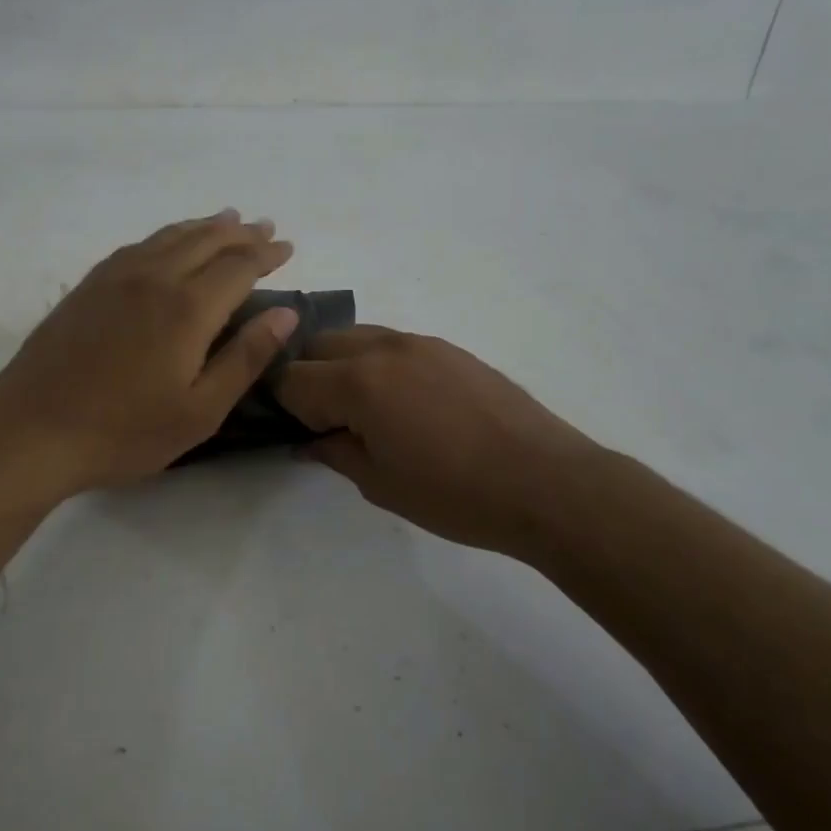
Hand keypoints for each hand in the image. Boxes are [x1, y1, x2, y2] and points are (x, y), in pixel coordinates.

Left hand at [0, 211, 300, 495]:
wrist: (32, 430)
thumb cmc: (124, 431)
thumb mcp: (200, 410)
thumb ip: (245, 357)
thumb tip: (285, 312)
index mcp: (188, 308)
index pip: (239, 267)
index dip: (266, 255)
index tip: (287, 247)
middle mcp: (154, 278)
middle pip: (206, 241)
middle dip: (240, 233)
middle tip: (264, 227)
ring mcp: (115, 278)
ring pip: (169, 237)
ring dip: (203, 226)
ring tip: (226, 218)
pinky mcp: (87, 286)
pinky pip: (136, 246)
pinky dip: (164, 236)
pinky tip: (166, 242)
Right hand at [276, 326, 604, 561]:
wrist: (546, 482)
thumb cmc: (455, 493)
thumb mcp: (381, 484)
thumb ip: (334, 453)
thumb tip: (308, 441)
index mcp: (358, 382)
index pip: (293, 378)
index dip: (284, 405)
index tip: (298, 430)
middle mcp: (383, 348)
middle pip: (319, 345)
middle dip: (309, 376)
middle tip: (327, 420)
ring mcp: (420, 342)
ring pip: (357, 337)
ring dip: (343, 365)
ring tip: (364, 409)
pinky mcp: (449, 348)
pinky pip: (393, 344)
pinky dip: (378, 363)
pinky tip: (403, 402)